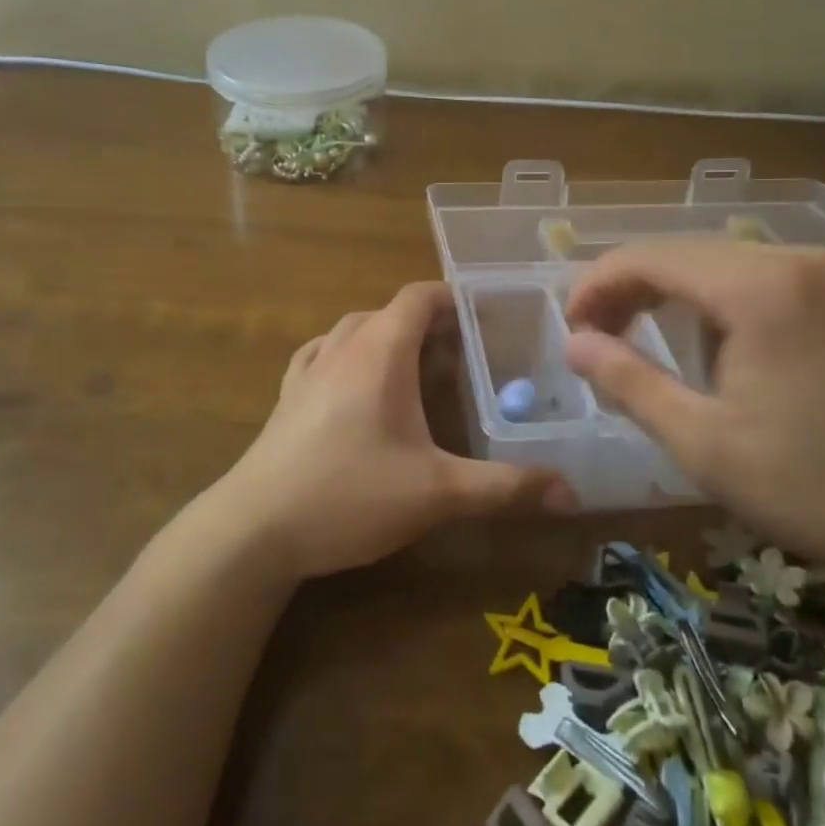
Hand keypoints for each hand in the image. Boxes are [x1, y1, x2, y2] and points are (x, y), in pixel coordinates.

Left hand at [215, 282, 575, 579]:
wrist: (254, 529)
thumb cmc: (350, 495)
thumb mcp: (436, 493)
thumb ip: (504, 487)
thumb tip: (570, 491)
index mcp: (380, 352)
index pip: (418, 297)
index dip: (452, 297)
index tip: (485, 315)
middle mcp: (341, 348)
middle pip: (388, 311)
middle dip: (427, 322)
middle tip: (464, 351)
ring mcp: (307, 370)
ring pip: (352, 329)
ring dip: (385, 335)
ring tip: (415, 365)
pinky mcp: (286, 397)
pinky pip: (320, 354)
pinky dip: (346, 354)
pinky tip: (353, 382)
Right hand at [562, 242, 824, 659]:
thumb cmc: (818, 489)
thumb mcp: (705, 444)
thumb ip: (629, 382)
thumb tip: (574, 343)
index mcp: (760, 288)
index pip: (652, 257)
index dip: (598, 284)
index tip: (570, 326)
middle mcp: (799, 261)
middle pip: (688, 253)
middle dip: (632, 287)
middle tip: (597, 335)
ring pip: (728, 263)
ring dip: (676, 293)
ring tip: (646, 338)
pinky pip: (769, 278)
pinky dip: (723, 300)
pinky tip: (717, 343)